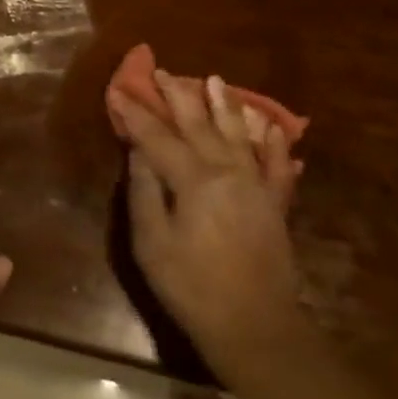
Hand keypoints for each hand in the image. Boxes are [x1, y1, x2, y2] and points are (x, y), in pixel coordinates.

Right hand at [110, 72, 307, 377]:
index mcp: (194, 180)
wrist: (255, 326)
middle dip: (178, 96)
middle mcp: (227, 171)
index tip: (120, 90)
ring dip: (225, 105)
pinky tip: (271, 127)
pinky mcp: (275, 203)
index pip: (158, 137)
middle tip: (164, 72)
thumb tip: (139, 152)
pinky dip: (274, 143)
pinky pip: (277, 165)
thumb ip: (144, 193)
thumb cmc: (193, 288)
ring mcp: (256, 184)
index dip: (136, 114)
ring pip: (238, 133)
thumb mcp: (152, 245)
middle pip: (199, 125)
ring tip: (215, 80)